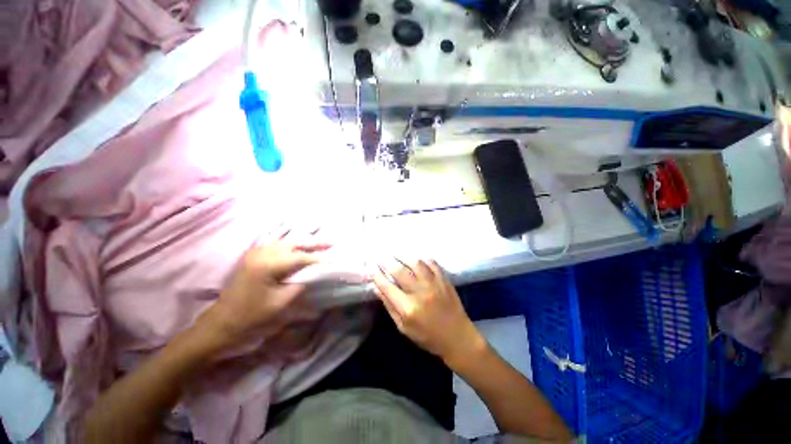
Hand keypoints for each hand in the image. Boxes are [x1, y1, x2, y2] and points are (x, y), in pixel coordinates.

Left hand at [203, 236, 329, 347]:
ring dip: (303, 243)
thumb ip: (299, 285)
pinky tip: (300, 246)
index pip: (300, 257)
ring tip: (319, 244)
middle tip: (331, 243)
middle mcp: (261, 253)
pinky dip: (292, 245)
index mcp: (267, 265)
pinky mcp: (253, 257)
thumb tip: (313, 274)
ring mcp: (255, 253)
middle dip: (313, 243)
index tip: (333, 260)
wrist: (221, 323)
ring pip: (285, 242)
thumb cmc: (251, 316)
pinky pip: (277, 245)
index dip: (318, 258)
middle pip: (293, 243)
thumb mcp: (280, 303)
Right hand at [373, 259, 483, 366]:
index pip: (388, 286)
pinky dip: (422, 258)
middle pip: (400, 271)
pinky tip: (416, 257)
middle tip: (380, 256)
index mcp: (408, 308)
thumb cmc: (428, 337)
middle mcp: (420, 293)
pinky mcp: (444, 280)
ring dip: (403, 256)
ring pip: (416, 263)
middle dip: (387, 262)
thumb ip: (390, 307)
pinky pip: (432, 263)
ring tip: (396, 252)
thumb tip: (377, 288)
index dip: (377, 275)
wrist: (458, 337)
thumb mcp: (404, 328)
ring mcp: (434, 284)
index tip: (371, 266)